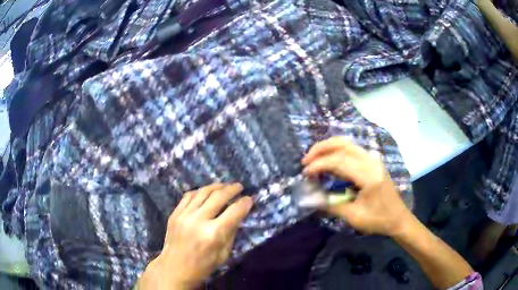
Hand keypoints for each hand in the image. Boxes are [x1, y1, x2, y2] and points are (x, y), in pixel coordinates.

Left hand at [138, 183, 252, 289]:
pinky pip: (188, 196)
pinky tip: (206, 192)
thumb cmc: (202, 266)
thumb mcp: (223, 254)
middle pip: (218, 196)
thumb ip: (231, 233)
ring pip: (203, 192)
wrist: (174, 269)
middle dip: (232, 189)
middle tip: (239, 186)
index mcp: (214, 234)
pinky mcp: (174, 214)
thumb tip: (237, 215)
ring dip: (216, 186)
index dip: (244, 203)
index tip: (249, 199)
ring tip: (224, 185)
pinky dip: (199, 191)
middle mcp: (198, 220)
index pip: (234, 211)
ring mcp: (184, 215)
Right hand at [302, 137, 411, 235]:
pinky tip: (329, 160)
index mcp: (369, 175)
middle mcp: (372, 161)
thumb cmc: (378, 219)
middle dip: (321, 149)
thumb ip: (330, 205)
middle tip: (305, 160)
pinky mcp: (373, 161)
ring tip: (314, 158)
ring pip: (348, 143)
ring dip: (328, 147)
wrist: (398, 218)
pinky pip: (352, 149)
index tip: (306, 173)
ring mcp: (374, 159)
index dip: (319, 164)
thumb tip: (309, 198)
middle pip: (343, 144)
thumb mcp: (354, 216)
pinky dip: (337, 151)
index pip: (339, 160)